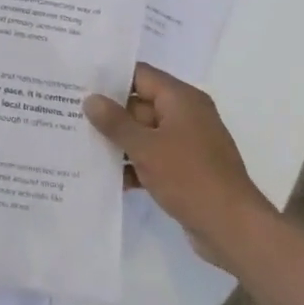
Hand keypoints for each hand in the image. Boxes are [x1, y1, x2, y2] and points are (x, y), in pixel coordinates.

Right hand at [84, 63, 275, 270]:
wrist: (233, 229)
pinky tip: (105, 176)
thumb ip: (115, 122)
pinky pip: (153, 157)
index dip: (109, 77)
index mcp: (181, 99)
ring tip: (79, 144)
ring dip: (118, 141)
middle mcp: (186, 115)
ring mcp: (187, 144)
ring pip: (144, 133)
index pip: (140, 75)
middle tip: (70, 114)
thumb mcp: (146, 147)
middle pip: (139, 104)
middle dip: (108, 113)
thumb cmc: (190, 177)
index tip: (78, 82)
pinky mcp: (185, 169)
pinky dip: (133, 164)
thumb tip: (91, 99)